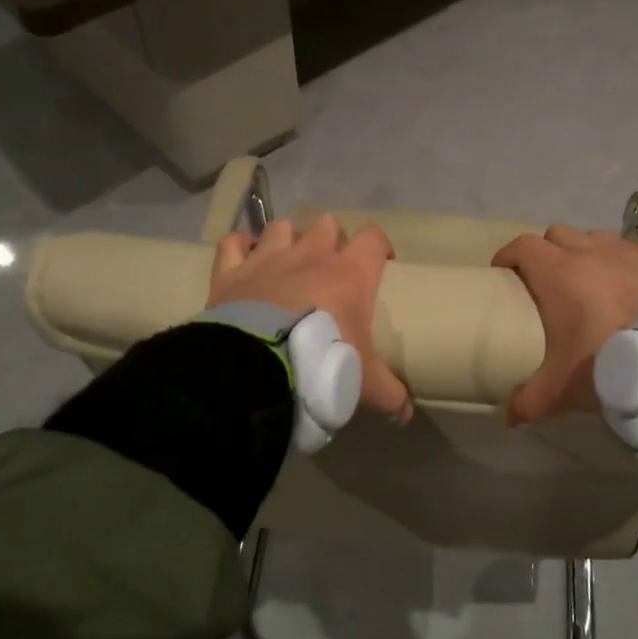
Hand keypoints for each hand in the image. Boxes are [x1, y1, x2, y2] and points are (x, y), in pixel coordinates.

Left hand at [211, 214, 412, 421]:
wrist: (257, 371)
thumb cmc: (322, 367)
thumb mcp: (365, 386)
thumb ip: (390, 396)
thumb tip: (406, 414)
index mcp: (350, 274)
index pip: (373, 238)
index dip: (379, 246)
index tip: (382, 264)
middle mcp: (310, 255)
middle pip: (326, 224)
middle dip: (330, 239)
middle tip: (330, 268)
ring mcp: (267, 259)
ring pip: (281, 227)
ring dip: (286, 240)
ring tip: (287, 263)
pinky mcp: (230, 272)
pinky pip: (233, 243)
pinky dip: (238, 247)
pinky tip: (243, 260)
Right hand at [492, 225, 637, 426]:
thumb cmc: (608, 364)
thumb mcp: (562, 389)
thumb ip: (530, 401)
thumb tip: (509, 417)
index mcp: (558, 274)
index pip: (523, 246)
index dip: (508, 256)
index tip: (503, 274)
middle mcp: (590, 251)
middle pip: (557, 236)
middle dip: (547, 253)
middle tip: (547, 282)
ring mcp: (628, 251)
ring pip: (595, 238)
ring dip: (586, 252)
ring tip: (591, 281)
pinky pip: (633, 249)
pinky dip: (624, 261)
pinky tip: (630, 283)